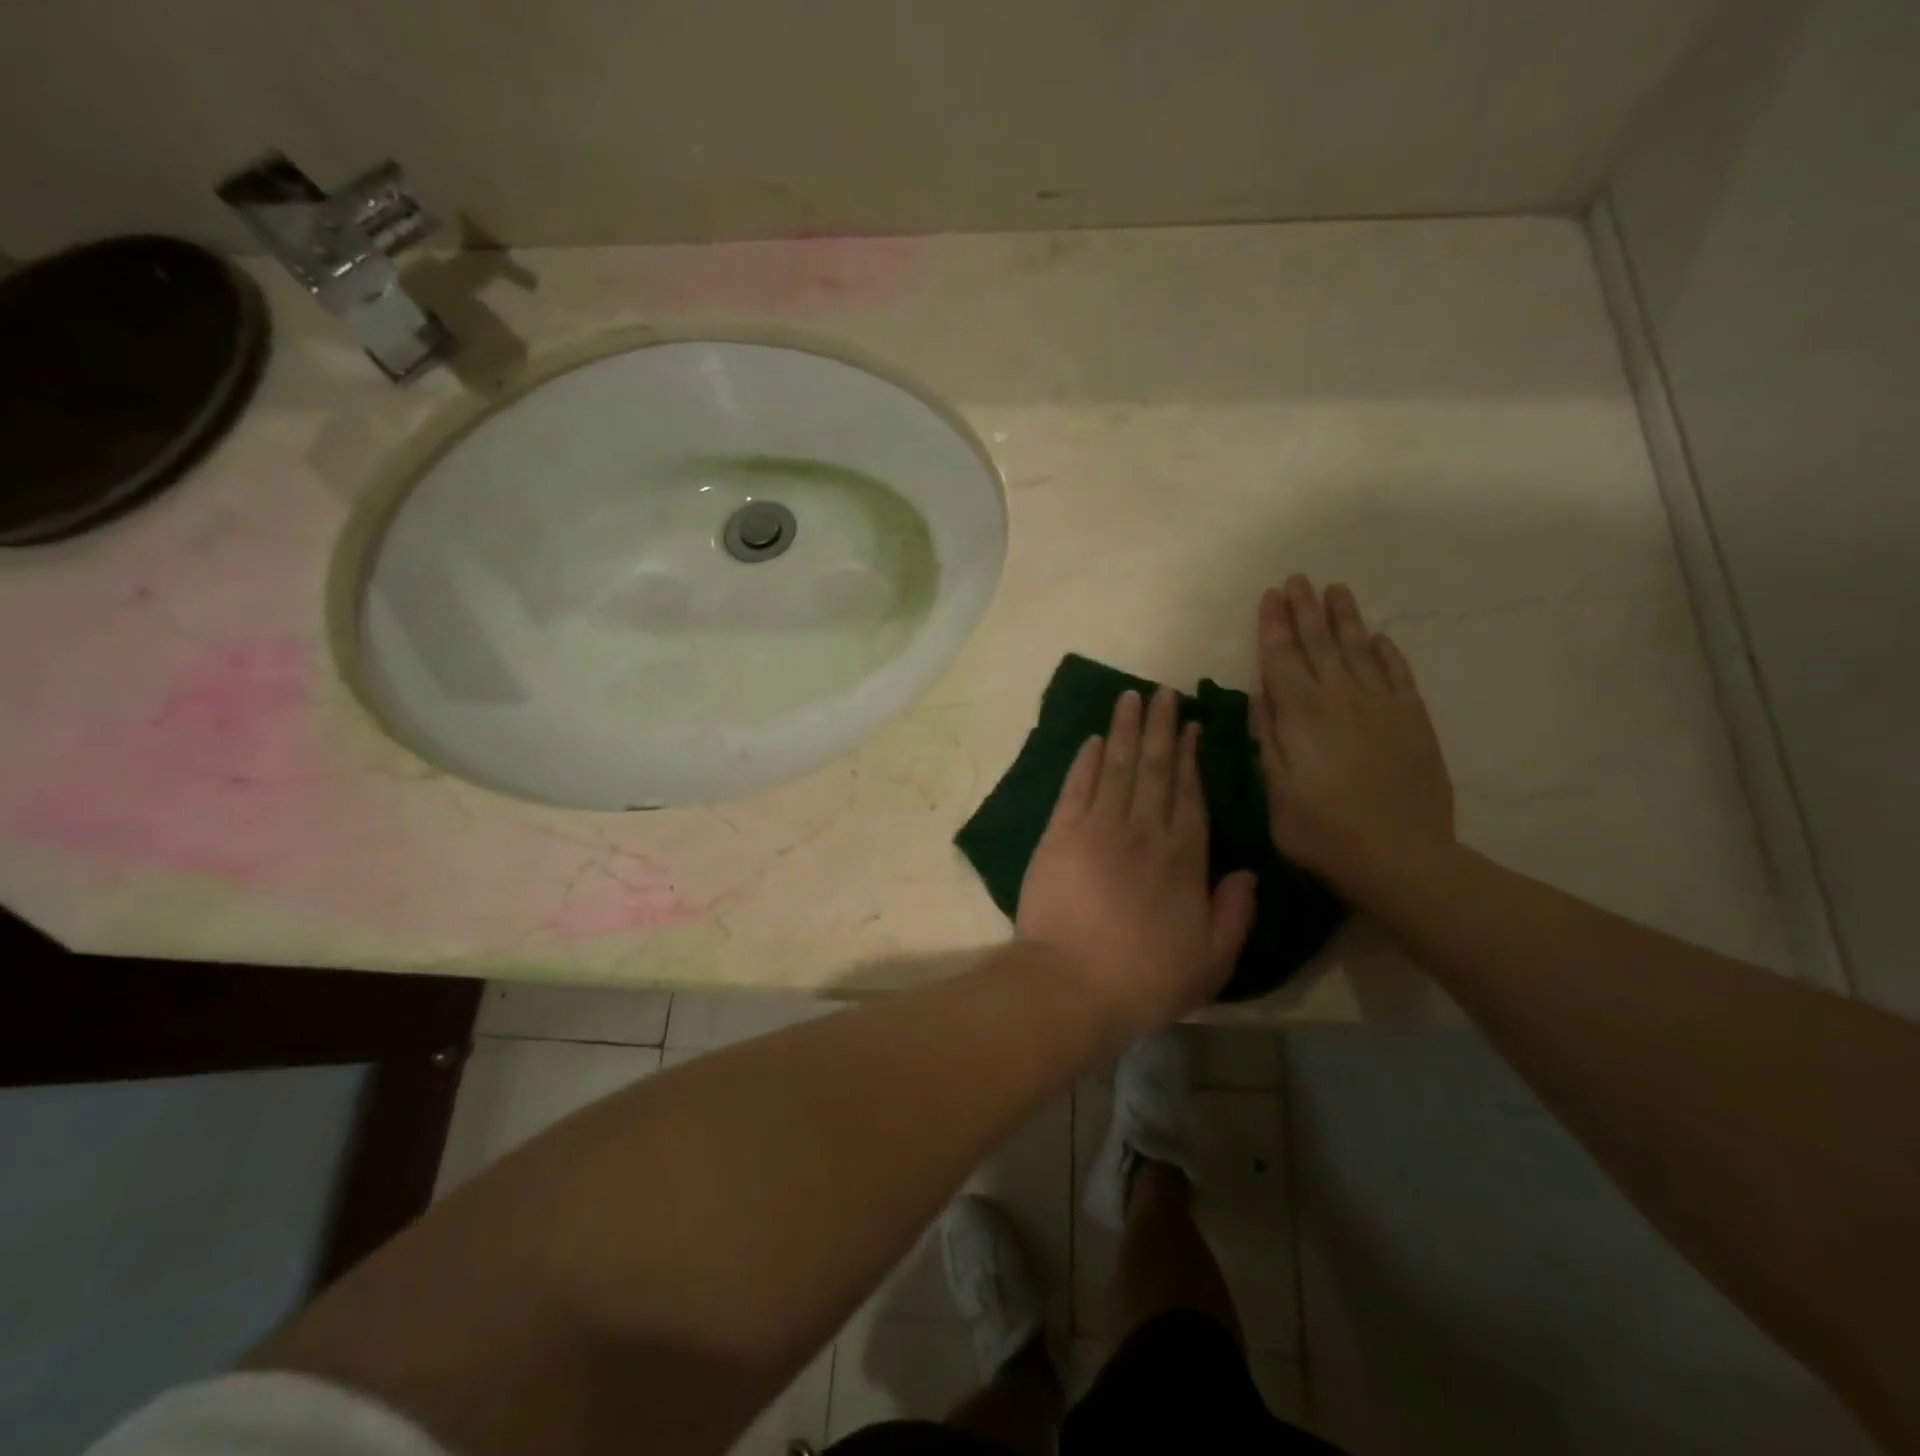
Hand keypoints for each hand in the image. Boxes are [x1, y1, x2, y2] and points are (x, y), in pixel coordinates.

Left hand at [1016, 687, 1257, 1034]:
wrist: (1073, 983)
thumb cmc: (1146, 976)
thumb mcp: (1212, 958)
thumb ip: (1235, 912)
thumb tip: (1249, 871)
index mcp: (1184, 856)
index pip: (1190, 793)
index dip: (1190, 757)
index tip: (1190, 726)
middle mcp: (1144, 829)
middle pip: (1155, 767)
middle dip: (1159, 727)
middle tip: (1162, 692)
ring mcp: (1098, 827)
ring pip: (1116, 766)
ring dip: (1124, 730)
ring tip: (1129, 697)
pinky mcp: (1060, 833)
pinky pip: (1076, 786)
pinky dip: (1084, 760)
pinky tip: (1091, 739)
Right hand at [1253, 576, 1455, 883]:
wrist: (1401, 856)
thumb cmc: (1322, 831)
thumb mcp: (1275, 791)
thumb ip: (1268, 739)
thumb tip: (1261, 695)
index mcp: (1301, 715)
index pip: (1282, 658)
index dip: (1274, 626)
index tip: (1269, 597)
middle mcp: (1340, 698)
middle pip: (1319, 644)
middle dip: (1305, 609)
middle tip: (1297, 579)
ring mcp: (1381, 706)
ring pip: (1358, 650)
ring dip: (1344, 618)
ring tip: (1335, 589)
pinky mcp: (1413, 720)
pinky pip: (1397, 674)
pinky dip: (1385, 652)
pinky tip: (1377, 637)